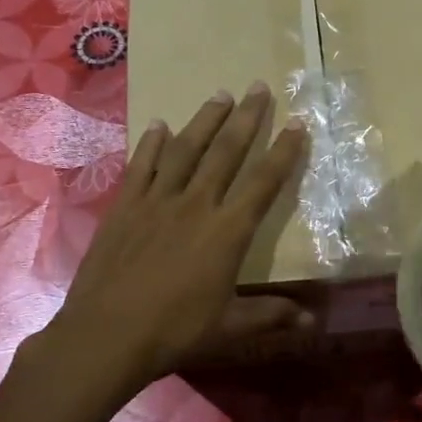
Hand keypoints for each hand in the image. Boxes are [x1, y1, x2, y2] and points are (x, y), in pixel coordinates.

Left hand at [44, 83, 311, 395]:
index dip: (284, 152)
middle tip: (259, 87)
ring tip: (220, 94)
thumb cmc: (175, 331)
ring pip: (186, 149)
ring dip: (205, 120)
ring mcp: (157, 201)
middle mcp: (196, 204)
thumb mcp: (230, 327)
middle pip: (226, 152)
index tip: (297, 124)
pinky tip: (159, 125)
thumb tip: (314, 319)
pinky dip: (152, 144)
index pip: (264, 182)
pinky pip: (142, 165)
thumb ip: (272, 315)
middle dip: (247, 117)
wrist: (107, 334)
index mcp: (227, 231)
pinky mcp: (125, 206)